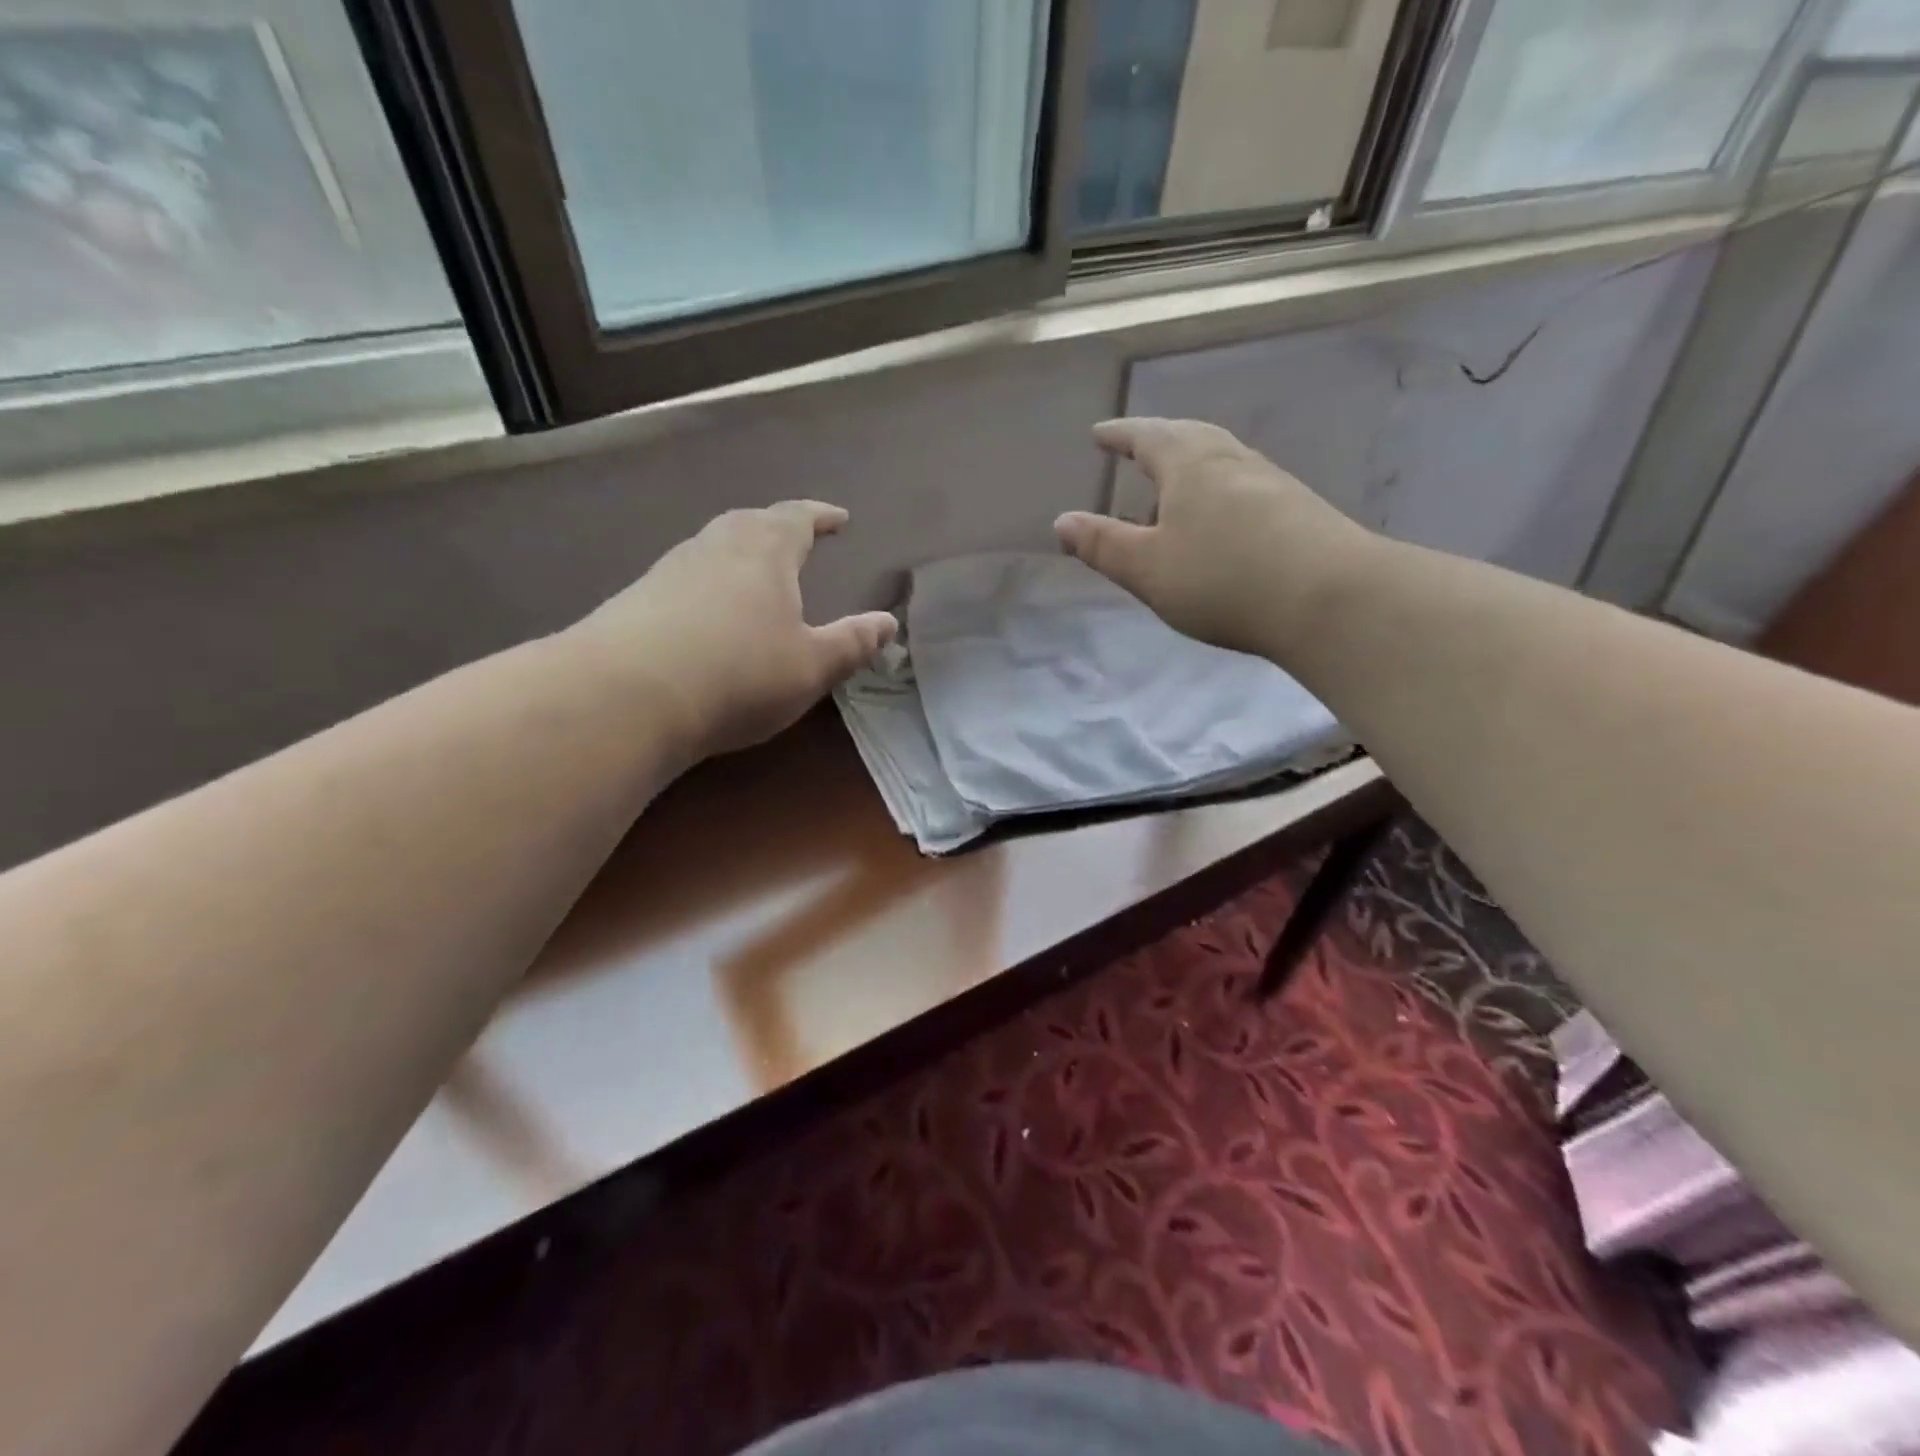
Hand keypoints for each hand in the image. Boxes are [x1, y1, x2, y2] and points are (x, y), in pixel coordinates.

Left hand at [569, 502, 895, 759]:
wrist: (626, 696)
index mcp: (764, 551)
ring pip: (713, 549)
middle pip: (750, 523)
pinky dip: (709, 585)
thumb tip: (889, 623)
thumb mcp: (811, 666)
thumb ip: (853, 643)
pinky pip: (686, 579)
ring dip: (740, 555)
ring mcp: (670, 571)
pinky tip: (708, 614)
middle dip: (778, 528)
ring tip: (756, 575)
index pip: (798, 519)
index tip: (839, 519)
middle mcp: (715, 547)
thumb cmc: (738, 674)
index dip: (821, 517)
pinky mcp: (637, 600)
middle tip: (796, 540)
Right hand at [1056, 417, 1375, 659]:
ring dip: (1189, 471)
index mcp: (1190, 465)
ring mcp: (1271, 482)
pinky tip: (1218, 524)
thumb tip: (1062, 521)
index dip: (1120, 435)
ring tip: (1169, 496)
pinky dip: (1218, 494)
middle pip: (1189, 438)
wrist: (1331, 599)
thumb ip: (1103, 545)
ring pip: (1220, 462)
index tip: (1100, 434)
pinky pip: (1243, 487)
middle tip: (1136, 453)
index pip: (1148, 436)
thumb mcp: (1148, 568)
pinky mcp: (1298, 509)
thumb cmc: (1224, 579)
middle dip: (1158, 443)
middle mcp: (1232, 461)